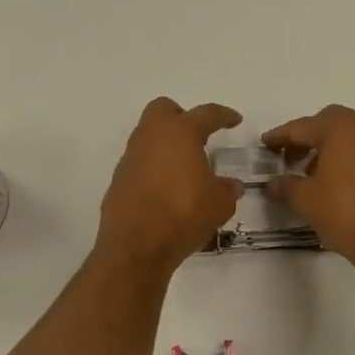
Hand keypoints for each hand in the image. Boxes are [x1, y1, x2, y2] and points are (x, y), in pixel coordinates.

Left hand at [96, 98, 242, 274]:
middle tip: (198, 137)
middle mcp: (151, 137)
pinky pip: (139, 162)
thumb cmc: (183, 214)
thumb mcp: (219, 204)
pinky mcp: (118, 179)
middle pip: (164, 110)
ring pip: (148, 136)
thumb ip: (227, 189)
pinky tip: (166, 190)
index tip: (235, 120)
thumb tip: (231, 186)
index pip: (206, 114)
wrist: (135, 245)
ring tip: (184, 169)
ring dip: (166, 145)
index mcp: (180, 133)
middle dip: (181, 117)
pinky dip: (153, 168)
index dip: (223, 115)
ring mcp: (131, 157)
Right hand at [263, 105, 354, 278]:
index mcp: (341, 129)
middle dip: (310, 138)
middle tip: (293, 158)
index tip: (265, 144)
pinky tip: (348, 189)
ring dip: (334, 151)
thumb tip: (274, 184)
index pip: (302, 127)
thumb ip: (286, 186)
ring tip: (318, 176)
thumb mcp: (306, 200)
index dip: (280, 137)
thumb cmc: (346, 213)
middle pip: (332, 124)